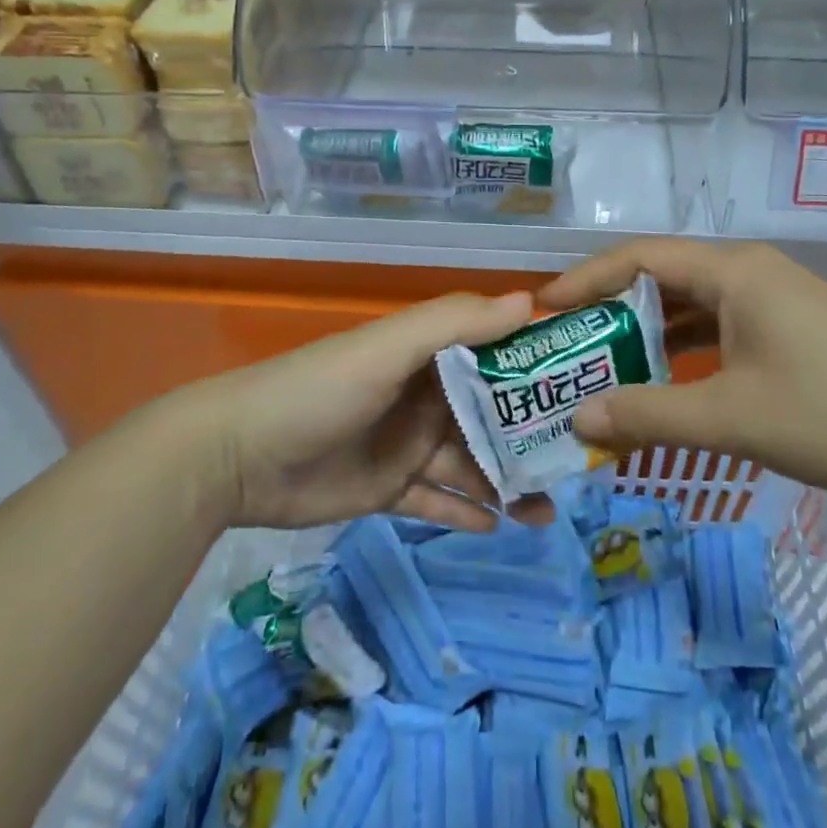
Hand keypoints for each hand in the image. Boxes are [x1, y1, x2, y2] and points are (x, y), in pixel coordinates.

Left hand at [171, 291, 555, 532]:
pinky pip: (439, 502)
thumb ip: (455, 322)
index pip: (495, 354)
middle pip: (491, 415)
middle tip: (580, 462)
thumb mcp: (388, 347)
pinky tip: (503, 526)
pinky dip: (468, 513)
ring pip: (471, 464)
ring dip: (509, 482)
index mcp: (428, 355)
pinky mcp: (388, 490)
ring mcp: (407, 445)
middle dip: (532, 435)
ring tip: (551, 509)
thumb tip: (531, 301)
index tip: (588, 384)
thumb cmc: (320, 390)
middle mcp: (424, 397)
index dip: (538, 366)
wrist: (238, 456)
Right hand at [538, 240, 826, 506]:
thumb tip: (578, 421)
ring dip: (649, 333)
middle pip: (662, 277)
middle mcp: (752, 272)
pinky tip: (669, 382)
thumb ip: (649, 416)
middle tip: (566, 343)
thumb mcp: (734, 418)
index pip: (638, 257)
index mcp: (734, 271)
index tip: (542, 308)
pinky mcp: (795, 330)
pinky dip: (686, 350)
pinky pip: (722, 327)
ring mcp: (778, 300)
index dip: (585, 279)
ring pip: (693, 305)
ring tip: (604, 365)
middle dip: (610, 308)